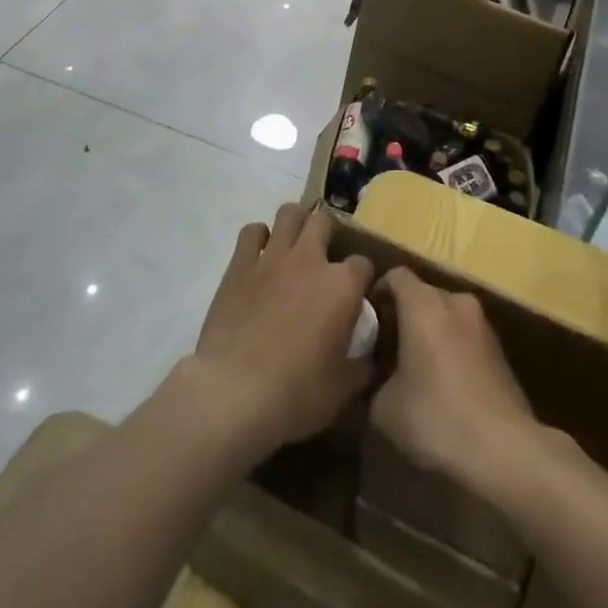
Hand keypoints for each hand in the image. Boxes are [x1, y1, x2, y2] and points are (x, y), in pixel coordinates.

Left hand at [190, 205, 373, 458]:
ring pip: (290, 213)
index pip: (364, 264)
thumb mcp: (343, 390)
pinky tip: (260, 257)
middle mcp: (310, 259)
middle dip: (328, 236)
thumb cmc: (296, 394)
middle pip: (325, 222)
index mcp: (343, 285)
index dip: (362, 279)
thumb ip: (365, 367)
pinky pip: (252, 231)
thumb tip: (374, 359)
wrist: (233, 393)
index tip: (357, 297)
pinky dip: (258, 238)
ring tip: (295, 248)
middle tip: (324, 262)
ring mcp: (272, 256)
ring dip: (296, 225)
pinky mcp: (240, 263)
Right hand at [370, 267, 538, 488]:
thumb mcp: (383, 408)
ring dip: (429, 333)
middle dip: (403, 316)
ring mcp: (483, 325)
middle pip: (422, 295)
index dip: (377, 293)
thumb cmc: (436, 416)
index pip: (395, 276)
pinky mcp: (501, 351)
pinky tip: (443, 385)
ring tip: (414, 368)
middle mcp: (455, 302)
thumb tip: (373, 380)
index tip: (366, 321)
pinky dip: (451, 349)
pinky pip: (465, 338)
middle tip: (385, 349)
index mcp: (423, 304)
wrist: (504, 449)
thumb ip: (371, 382)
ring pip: (446, 316)